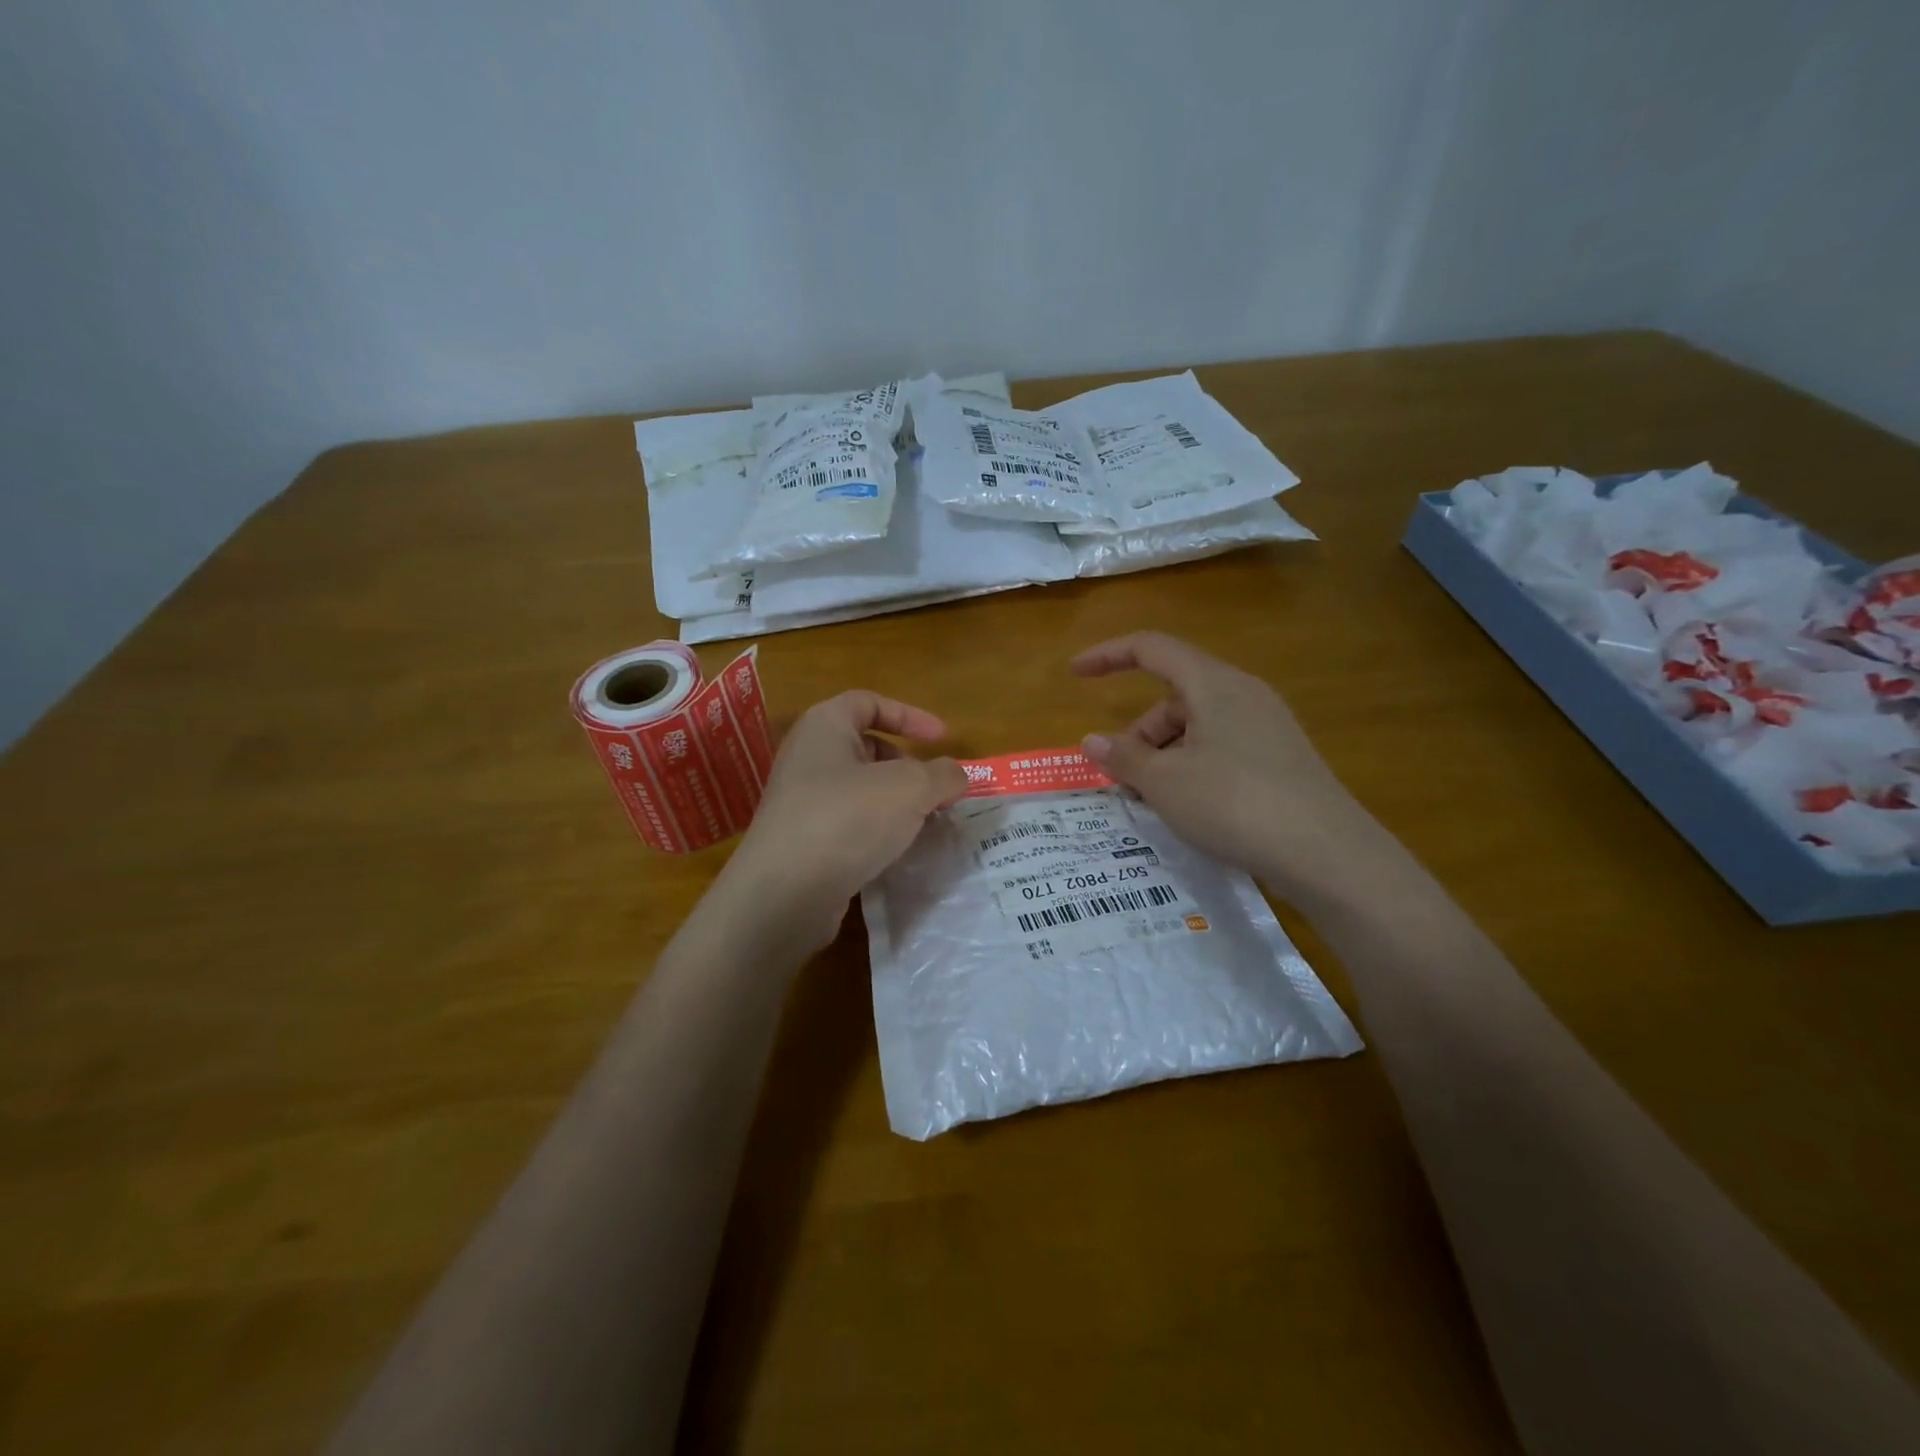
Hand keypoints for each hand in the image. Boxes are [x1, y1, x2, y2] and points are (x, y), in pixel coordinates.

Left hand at [720, 691, 967, 950]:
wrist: (784, 893)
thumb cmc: (847, 819)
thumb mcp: (910, 789)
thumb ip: (942, 775)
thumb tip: (955, 776)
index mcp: (824, 726)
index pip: (869, 702)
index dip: (910, 716)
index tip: (942, 740)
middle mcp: (807, 757)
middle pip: (866, 748)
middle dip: (907, 765)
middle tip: (936, 791)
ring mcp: (801, 801)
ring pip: (859, 790)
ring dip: (896, 802)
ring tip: (926, 824)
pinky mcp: (802, 841)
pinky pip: (848, 823)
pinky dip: (876, 830)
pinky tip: (897, 852)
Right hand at [1073, 632, 1374, 893]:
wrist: (1327, 854)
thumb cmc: (1233, 803)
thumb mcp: (1164, 782)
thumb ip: (1123, 757)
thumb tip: (1091, 741)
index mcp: (1214, 684)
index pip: (1151, 648)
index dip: (1107, 656)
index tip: (1074, 674)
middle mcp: (1244, 694)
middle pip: (1174, 695)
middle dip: (1138, 731)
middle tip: (1121, 777)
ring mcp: (1267, 726)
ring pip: (1198, 725)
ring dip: (1164, 754)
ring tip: (1152, 800)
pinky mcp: (1281, 759)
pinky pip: (1221, 747)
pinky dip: (1191, 766)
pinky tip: (1188, 807)